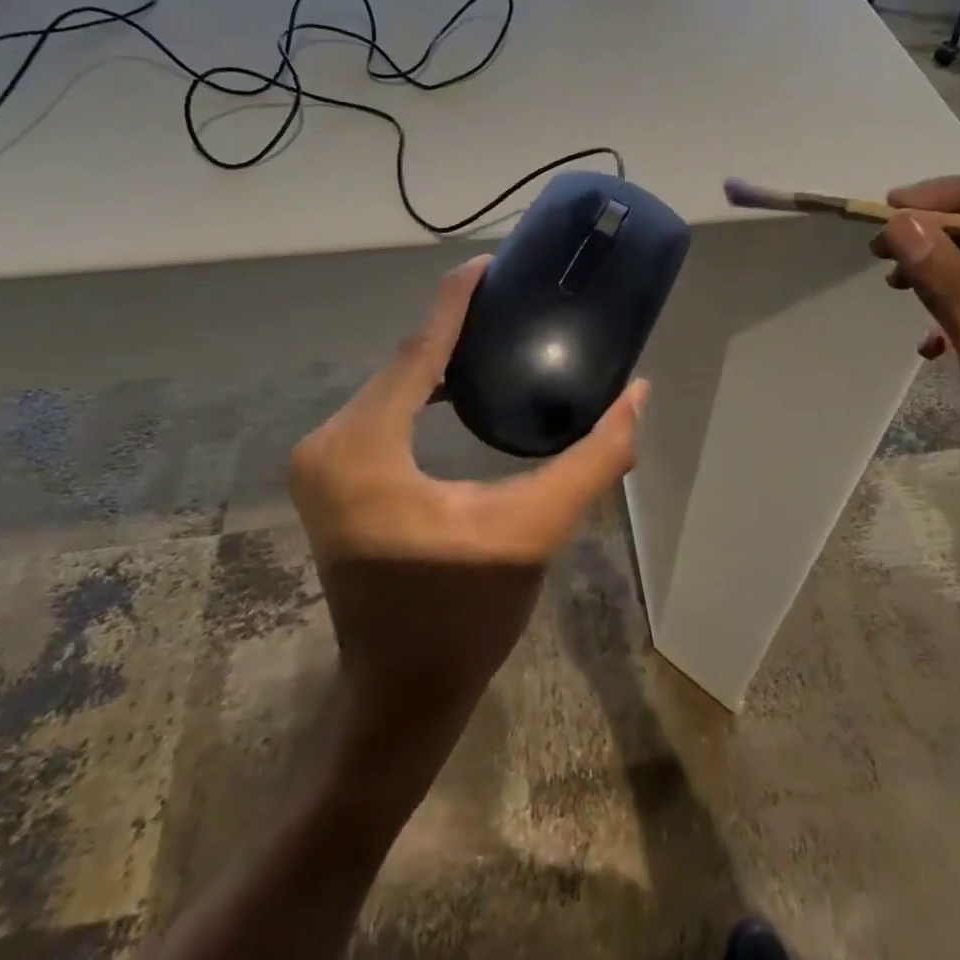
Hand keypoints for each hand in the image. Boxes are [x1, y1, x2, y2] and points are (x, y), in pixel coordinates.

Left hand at [289, 257, 648, 724]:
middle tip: (514, 298)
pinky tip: (461, 384)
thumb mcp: (534, 529)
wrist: (400, 696)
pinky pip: (383, 409)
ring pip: (392, 384)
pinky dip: (422, 389)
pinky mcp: (331, 475)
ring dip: (440, 357)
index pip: (417, 349)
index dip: (456, 300)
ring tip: (497, 330)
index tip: (492, 262)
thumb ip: (593, 458)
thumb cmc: (465, 615)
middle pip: (404, 362)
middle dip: (455, 325)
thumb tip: (638, 394)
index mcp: (365, 448)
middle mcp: (329, 443)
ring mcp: (321, 461)